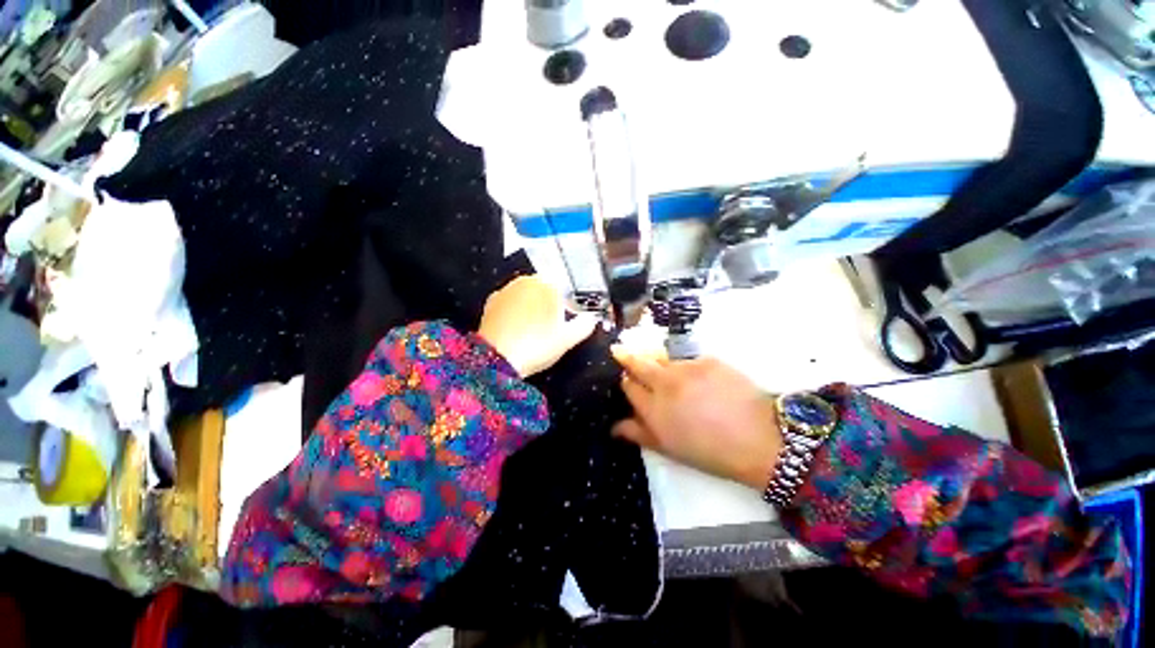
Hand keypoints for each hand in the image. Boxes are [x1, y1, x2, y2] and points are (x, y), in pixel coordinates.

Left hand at [478, 275, 597, 377]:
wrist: (496, 359)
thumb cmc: (536, 346)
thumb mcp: (568, 339)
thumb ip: (585, 325)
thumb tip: (592, 318)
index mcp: (547, 284)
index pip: (564, 286)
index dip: (568, 302)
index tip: (567, 319)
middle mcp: (525, 281)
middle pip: (545, 288)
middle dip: (550, 303)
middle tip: (551, 326)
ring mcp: (506, 290)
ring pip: (527, 294)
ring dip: (532, 306)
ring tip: (534, 329)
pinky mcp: (491, 302)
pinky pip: (511, 303)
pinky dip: (516, 311)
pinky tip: (517, 328)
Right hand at [611, 348, 782, 490]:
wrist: (759, 440)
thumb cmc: (711, 452)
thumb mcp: (670, 449)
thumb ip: (639, 433)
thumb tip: (614, 427)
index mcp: (653, 409)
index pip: (629, 386)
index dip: (626, 382)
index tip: (627, 380)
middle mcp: (665, 383)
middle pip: (638, 363)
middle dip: (627, 357)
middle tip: (619, 350)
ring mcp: (686, 368)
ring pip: (663, 360)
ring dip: (659, 365)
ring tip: (669, 374)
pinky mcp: (707, 360)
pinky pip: (688, 361)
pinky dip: (687, 368)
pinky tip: (699, 380)